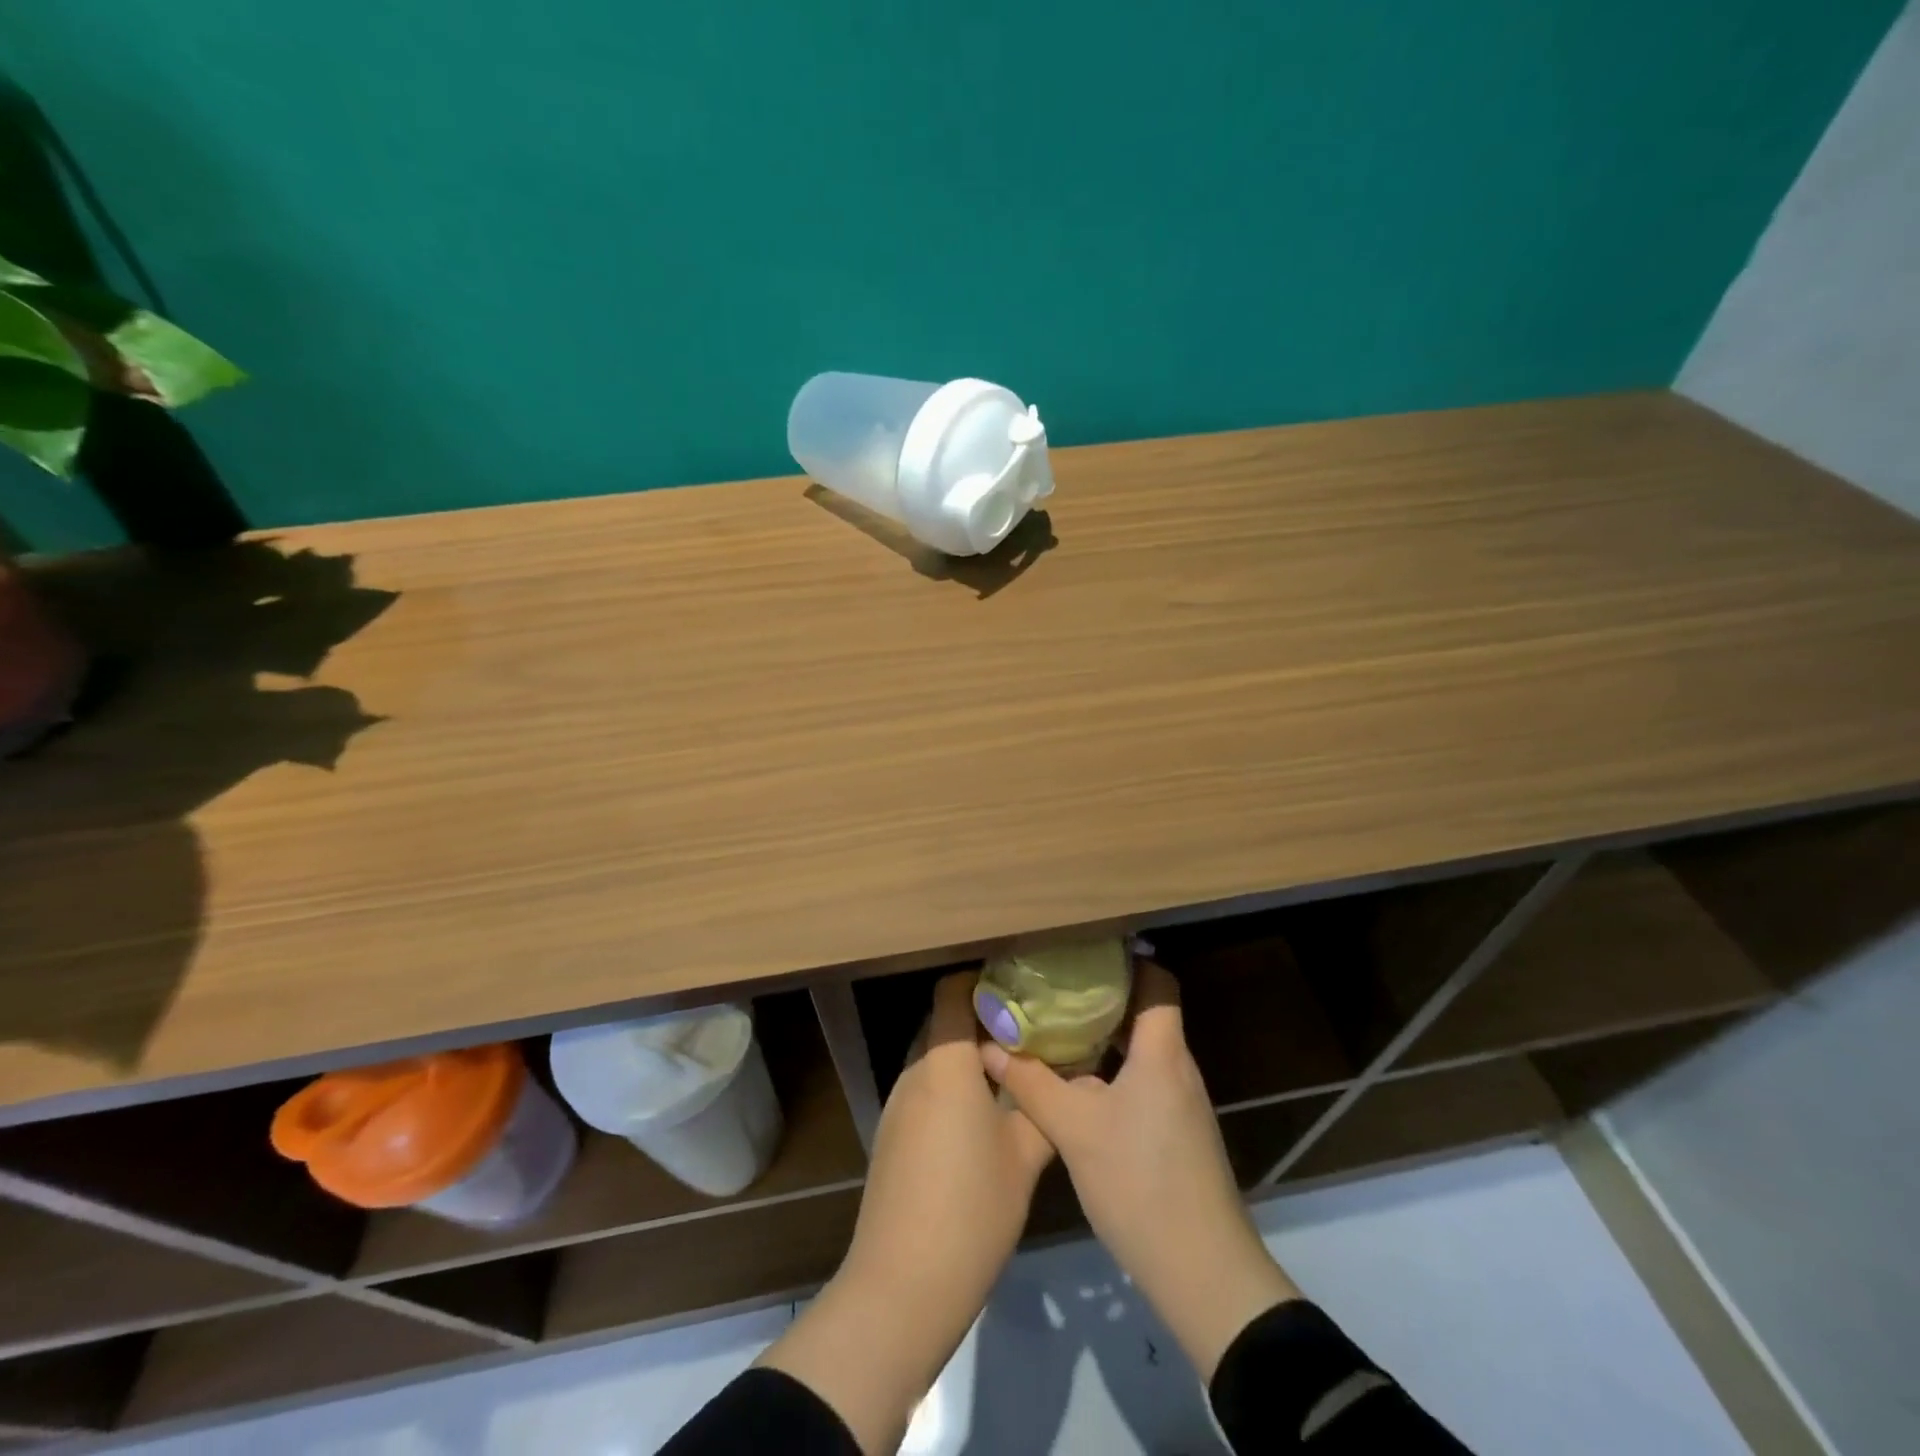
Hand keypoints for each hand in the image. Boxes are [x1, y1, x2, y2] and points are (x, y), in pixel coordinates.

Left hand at [762, 972, 1052, 1452]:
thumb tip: (1073, 1078)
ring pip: (932, 1058)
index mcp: (945, 1065)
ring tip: (1009, 1070)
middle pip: (942, 1024)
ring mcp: (896, 1106)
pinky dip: (948, 1087)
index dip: (980, 981)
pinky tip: (978, 1117)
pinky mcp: (890, 1136)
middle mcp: (914, 1073)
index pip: (951, 994)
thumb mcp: (1023, 1159)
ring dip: (964, 1057)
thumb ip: (1044, 1109)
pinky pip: (922, 1090)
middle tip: (1025, 1029)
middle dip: (979, 1020)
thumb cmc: (971, 1210)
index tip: (1017, 988)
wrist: (902, 1286)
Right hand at [981, 961, 1299, 1379]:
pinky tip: (1073, 1082)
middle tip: (1052, 985)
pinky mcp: (1175, 1132)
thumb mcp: (1074, 1129)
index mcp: (1161, 1051)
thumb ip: (1031, 1083)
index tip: (1082, 950)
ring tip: (1054, 1025)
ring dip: (1102, 1035)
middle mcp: (1176, 1067)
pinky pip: (1141, 1079)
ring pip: (1139, 1049)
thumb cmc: (1140, 1182)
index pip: (1157, 981)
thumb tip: (988, 1046)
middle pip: (1144, 1012)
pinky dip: (1109, 1070)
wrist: (1203, 1272)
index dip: (1126, 960)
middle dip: (1100, 996)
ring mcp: (1179, 1101)